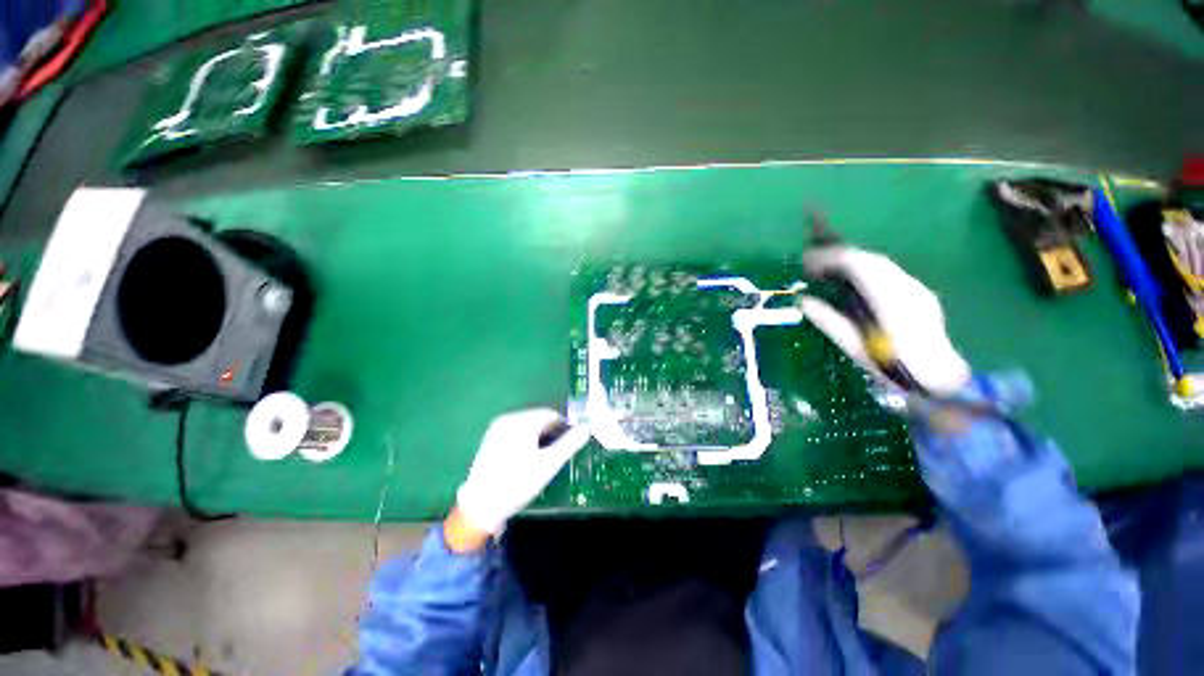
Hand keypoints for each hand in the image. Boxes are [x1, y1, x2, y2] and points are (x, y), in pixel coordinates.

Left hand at [451, 409, 589, 547]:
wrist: (479, 507)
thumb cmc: (517, 484)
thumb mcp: (548, 464)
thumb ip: (570, 443)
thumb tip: (587, 428)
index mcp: (521, 421)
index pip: (551, 415)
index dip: (565, 426)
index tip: (573, 442)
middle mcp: (507, 419)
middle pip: (538, 419)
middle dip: (552, 433)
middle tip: (559, 453)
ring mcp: (496, 429)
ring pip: (528, 426)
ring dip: (540, 437)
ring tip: (545, 458)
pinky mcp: (491, 440)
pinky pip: (516, 433)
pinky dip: (527, 441)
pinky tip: (528, 459)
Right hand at [798, 245, 969, 395]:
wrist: (938, 379)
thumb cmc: (891, 366)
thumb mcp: (853, 345)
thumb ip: (828, 320)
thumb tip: (803, 301)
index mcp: (889, 298)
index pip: (858, 264)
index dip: (830, 258)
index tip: (807, 262)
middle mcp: (906, 286)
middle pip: (870, 259)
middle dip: (839, 256)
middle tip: (813, 264)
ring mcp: (916, 288)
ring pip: (880, 264)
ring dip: (852, 262)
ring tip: (828, 270)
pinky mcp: (919, 294)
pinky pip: (887, 272)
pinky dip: (865, 271)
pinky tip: (853, 281)